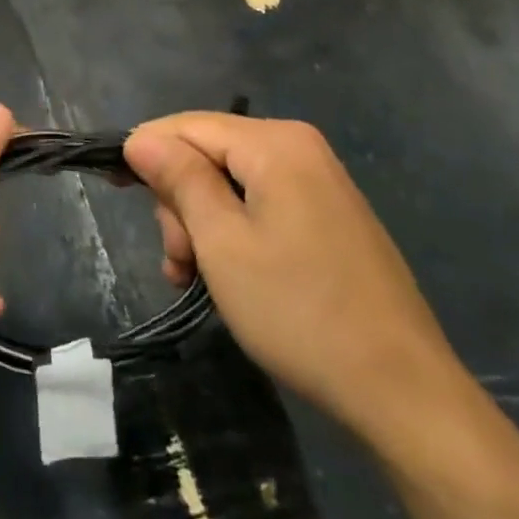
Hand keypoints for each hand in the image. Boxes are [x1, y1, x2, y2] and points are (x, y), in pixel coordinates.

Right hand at [123, 112, 464, 446]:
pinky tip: (224, 278)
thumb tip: (140, 138)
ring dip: (202, 226)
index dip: (146, 152)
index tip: (115, 189)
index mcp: (275, 143)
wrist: (404, 393)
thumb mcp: (222, 243)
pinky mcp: (329, 217)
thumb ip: (179, 180)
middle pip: (209, 154)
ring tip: (194, 279)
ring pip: (231, 184)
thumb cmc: (300, 311)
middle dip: (182, 203)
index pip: (187, 125)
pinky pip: (262, 206)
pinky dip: (234, 234)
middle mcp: (299, 148)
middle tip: (179, 262)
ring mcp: (319, 183)